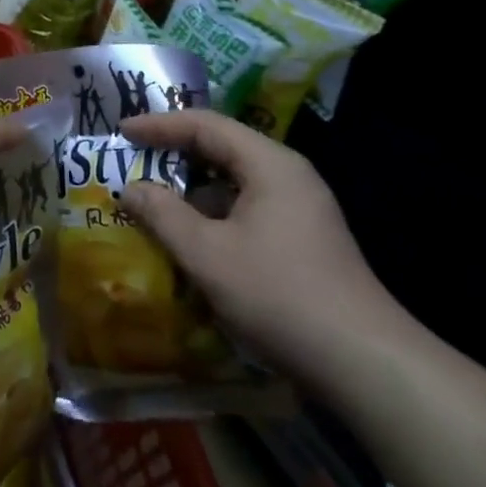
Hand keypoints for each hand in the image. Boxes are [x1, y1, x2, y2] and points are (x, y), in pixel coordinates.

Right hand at [119, 110, 405, 384]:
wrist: (363, 361)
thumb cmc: (278, 295)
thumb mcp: (208, 254)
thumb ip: (163, 215)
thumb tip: (130, 188)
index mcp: (269, 164)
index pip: (205, 125)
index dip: (159, 125)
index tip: (122, 132)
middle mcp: (287, 175)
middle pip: (222, 149)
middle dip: (174, 155)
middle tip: (133, 161)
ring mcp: (300, 208)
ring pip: (234, 183)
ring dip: (193, 190)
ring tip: (153, 202)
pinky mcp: (302, 239)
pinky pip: (247, 209)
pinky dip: (214, 215)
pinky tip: (191, 240)